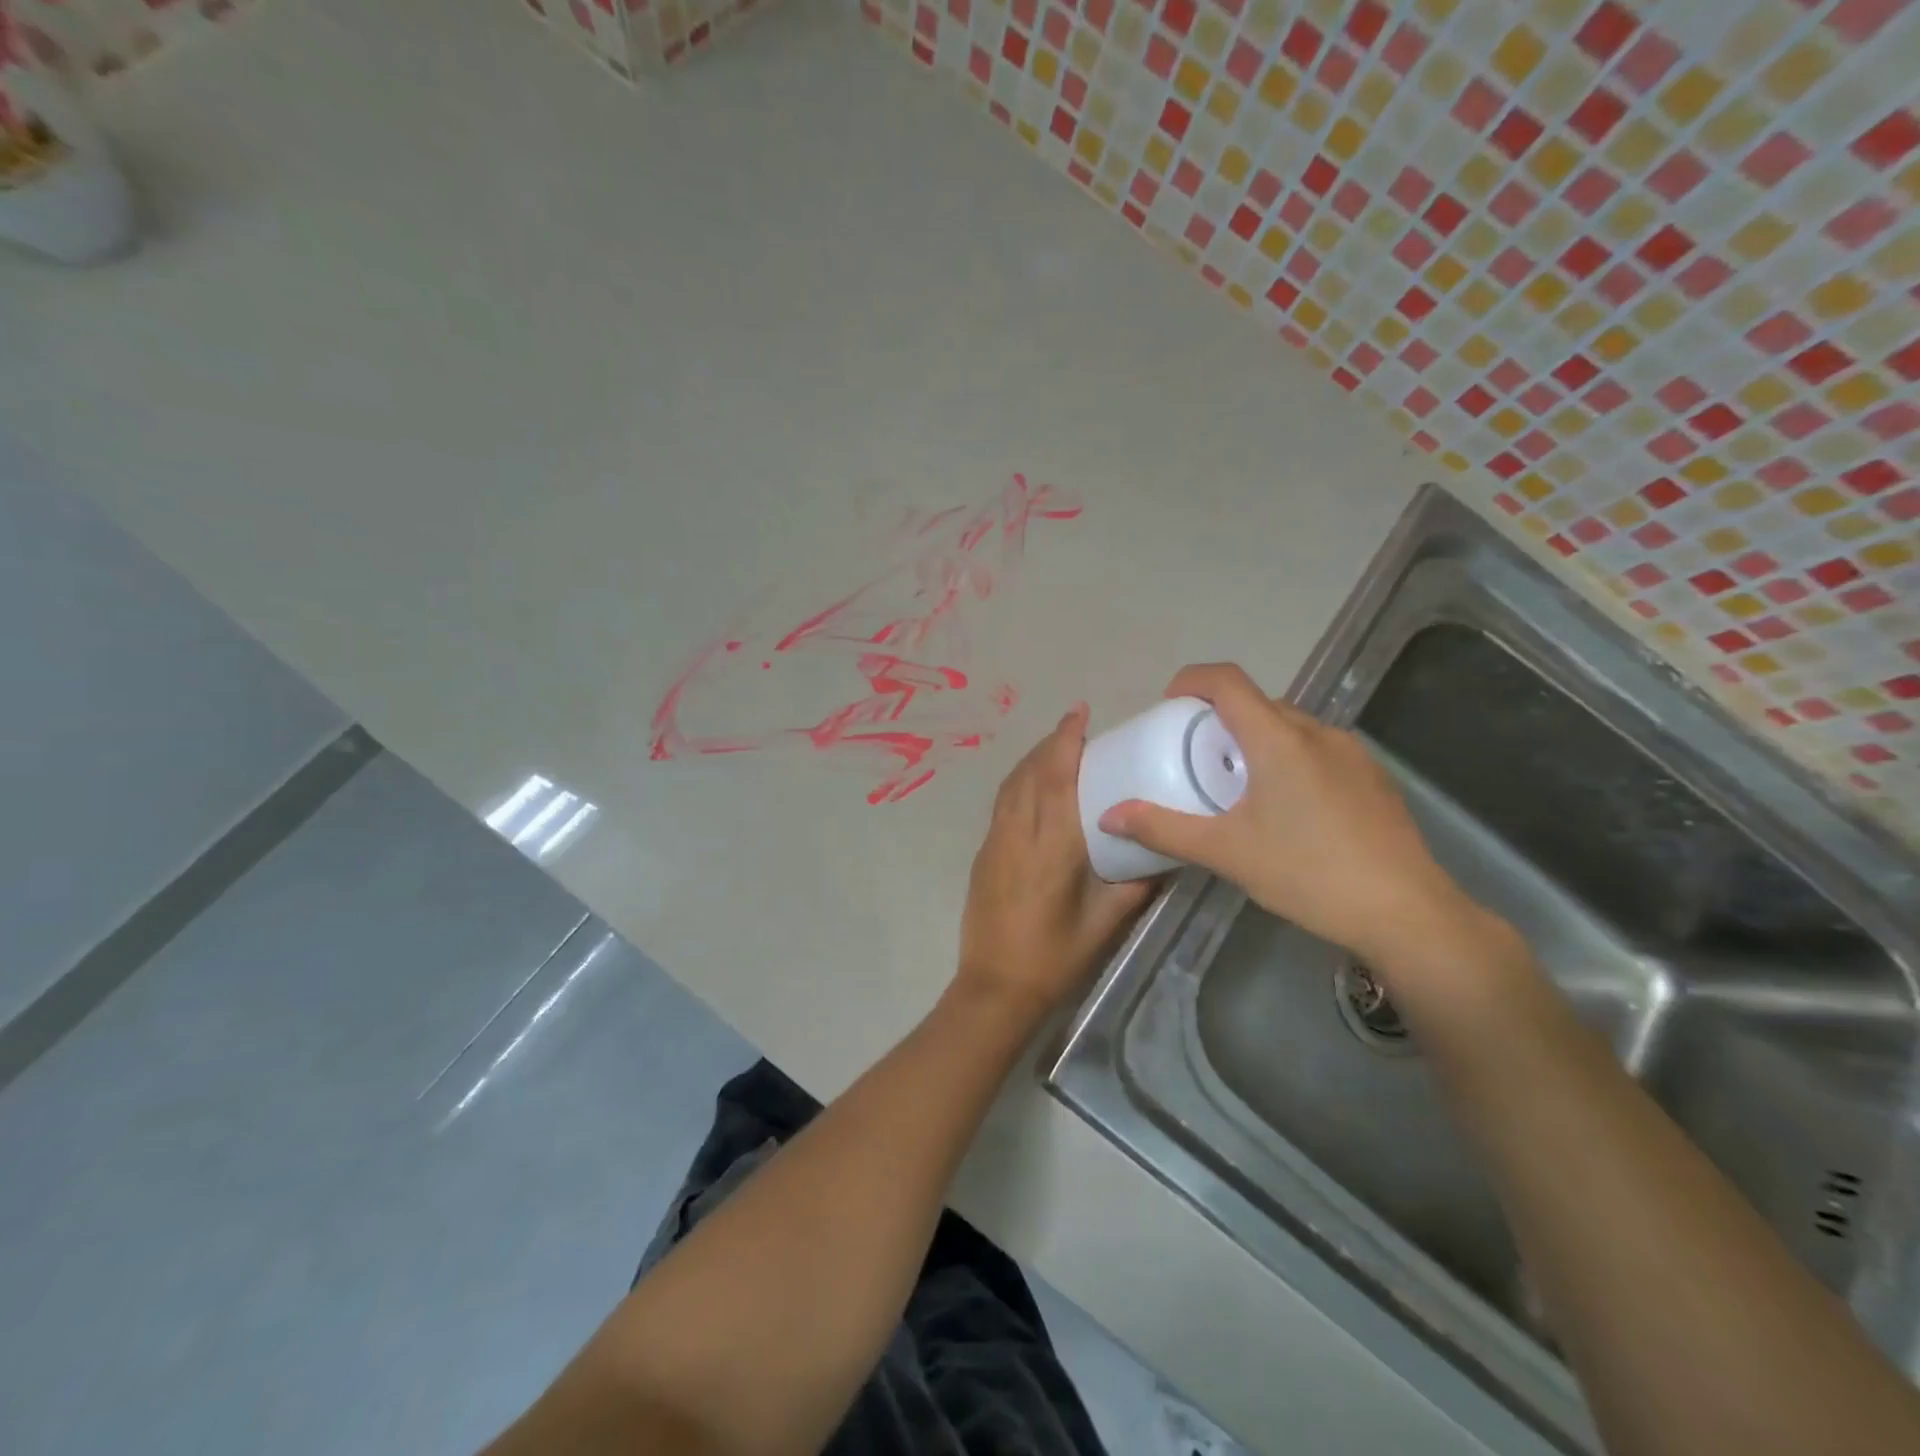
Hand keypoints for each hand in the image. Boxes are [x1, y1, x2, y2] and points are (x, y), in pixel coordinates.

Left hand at [957, 704, 1154, 1022]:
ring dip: (1032, 760)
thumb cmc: (1055, 958)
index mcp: (1051, 848)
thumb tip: (1165, 855)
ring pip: (1011, 786)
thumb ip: (1135, 886)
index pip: (1057, 779)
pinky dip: (1019, 782)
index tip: (1080, 713)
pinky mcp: (984, 854)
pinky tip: (1033, 788)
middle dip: (1051, 743)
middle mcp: (1018, 834)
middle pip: (1030, 773)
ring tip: (1056, 748)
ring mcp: (995, 842)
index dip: (1066, 741)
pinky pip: (1002, 804)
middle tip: (1076, 726)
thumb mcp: (1105, 924)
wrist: (995, 987)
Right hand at [1097, 664, 1505, 981]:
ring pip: (1290, 727)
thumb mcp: (1226, 852)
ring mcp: (1352, 754)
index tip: (1168, 705)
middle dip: (1220, 718)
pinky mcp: (1373, 778)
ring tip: (1239, 786)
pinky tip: (1288, 810)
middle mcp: (1317, 732)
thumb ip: (1164, 828)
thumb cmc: (1308, 873)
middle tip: (1195, 757)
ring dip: (1256, 740)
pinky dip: (1289, 760)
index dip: (1191, 680)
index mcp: (1279, 739)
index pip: (1228, 681)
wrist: (1406, 913)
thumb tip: (1110, 814)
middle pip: (1258, 703)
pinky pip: (1318, 750)